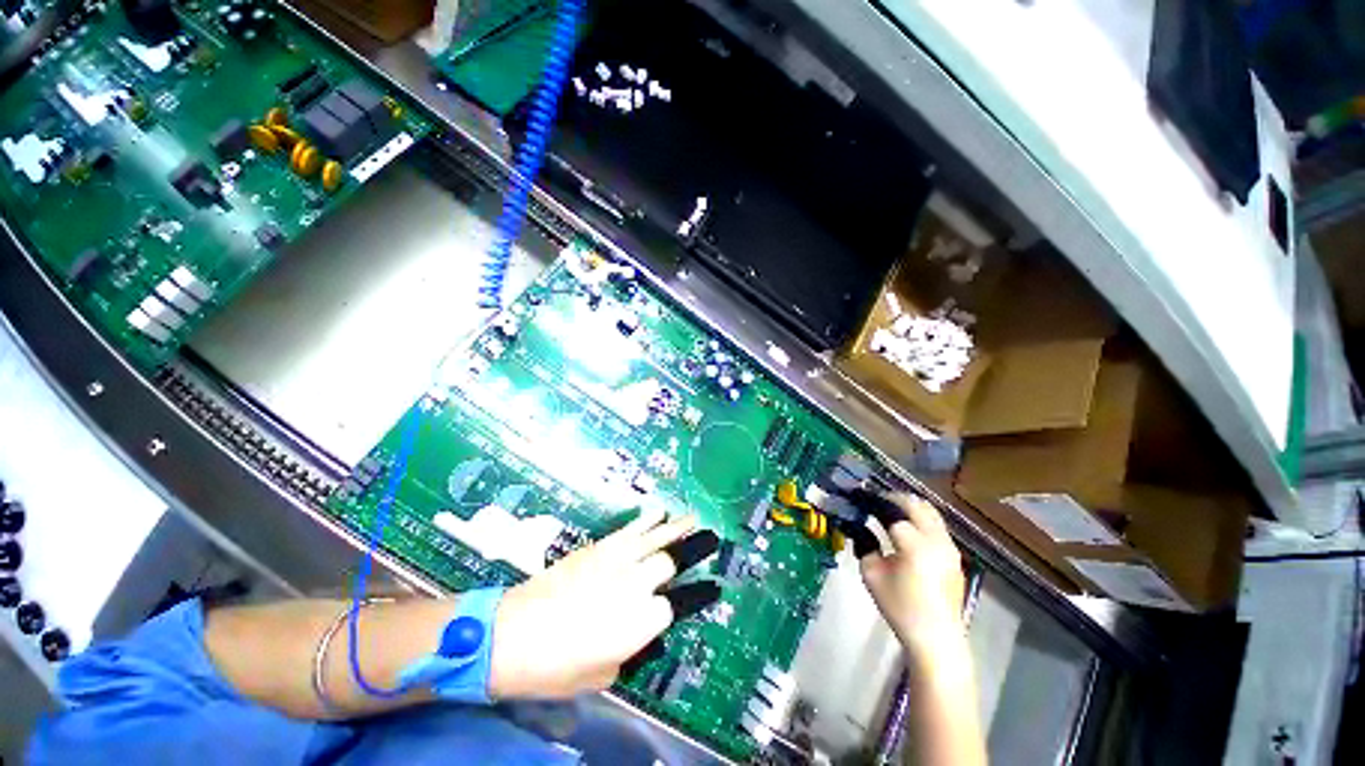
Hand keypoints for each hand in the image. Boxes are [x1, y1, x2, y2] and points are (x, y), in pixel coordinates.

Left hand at [489, 507, 695, 699]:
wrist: (511, 635)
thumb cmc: (555, 668)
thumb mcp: (603, 674)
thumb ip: (631, 650)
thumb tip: (641, 633)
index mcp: (641, 622)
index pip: (675, 606)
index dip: (689, 601)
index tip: (706, 591)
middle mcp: (636, 586)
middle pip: (669, 564)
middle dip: (682, 560)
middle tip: (698, 549)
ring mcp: (619, 561)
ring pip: (657, 538)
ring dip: (678, 527)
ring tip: (695, 518)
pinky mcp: (601, 546)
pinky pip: (633, 528)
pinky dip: (650, 519)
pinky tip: (661, 511)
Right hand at [860, 494, 966, 656]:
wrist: (936, 638)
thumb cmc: (900, 608)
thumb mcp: (871, 575)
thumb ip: (865, 545)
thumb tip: (862, 528)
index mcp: (914, 544)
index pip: (891, 511)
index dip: (873, 503)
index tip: (860, 500)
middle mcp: (936, 539)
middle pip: (915, 504)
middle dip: (893, 498)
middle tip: (874, 501)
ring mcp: (950, 546)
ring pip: (930, 512)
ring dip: (909, 506)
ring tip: (890, 510)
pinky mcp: (955, 555)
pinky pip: (937, 525)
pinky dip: (921, 518)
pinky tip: (907, 528)